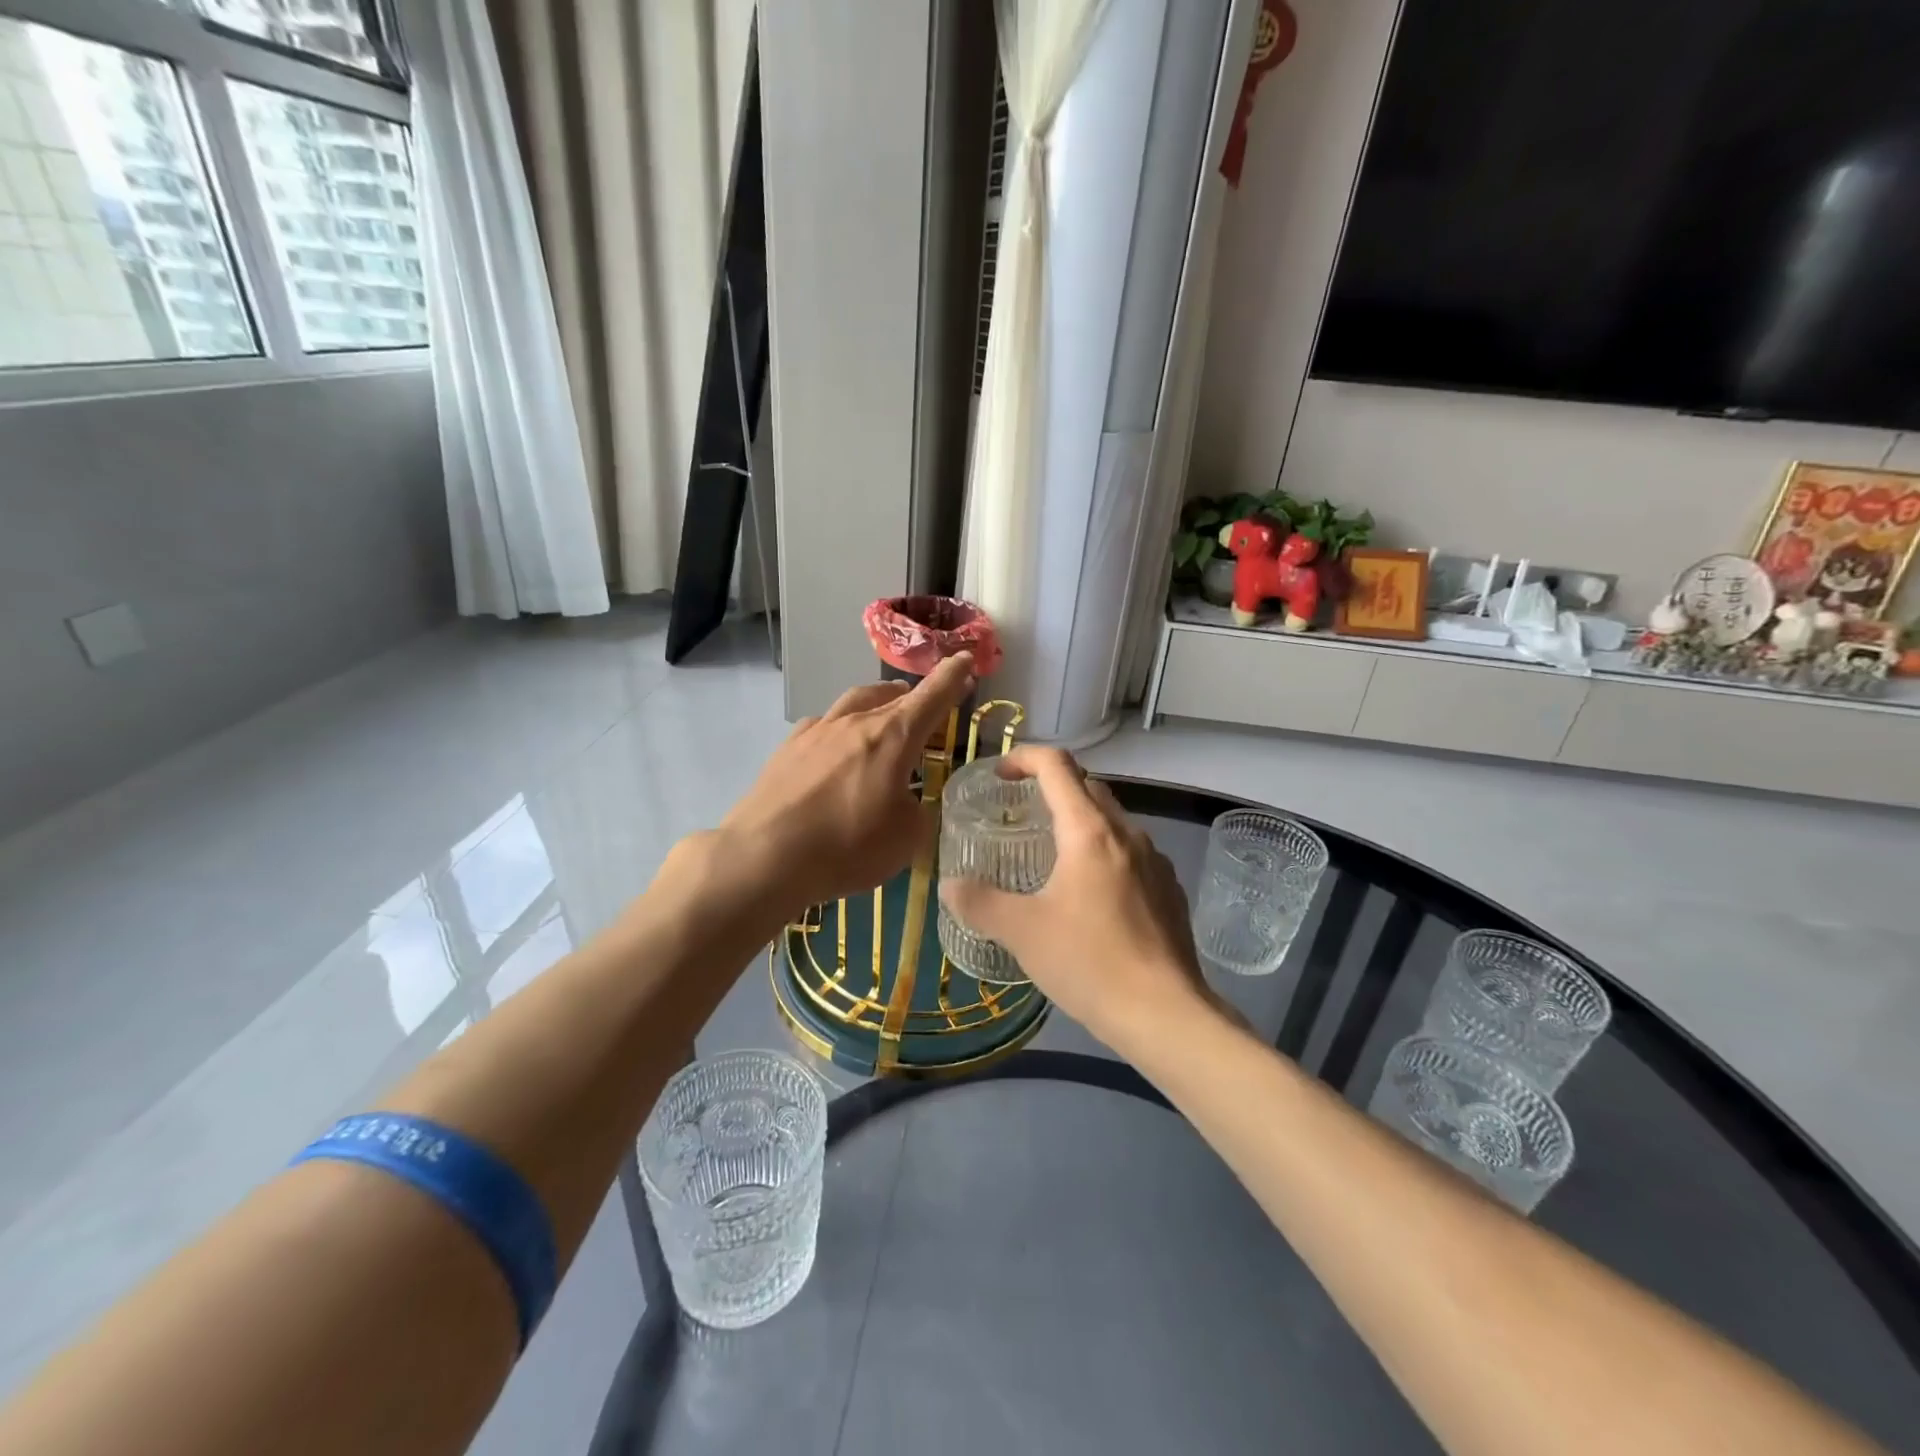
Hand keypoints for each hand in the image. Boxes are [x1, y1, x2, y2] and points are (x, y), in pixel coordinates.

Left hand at [715, 654, 975, 919]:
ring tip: (884, 713)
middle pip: (893, 696)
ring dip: (877, 703)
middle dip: (916, 696)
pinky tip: (836, 745)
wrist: (765, 856)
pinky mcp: (787, 749)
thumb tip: (908, 802)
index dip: (953, 676)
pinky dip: (840, 727)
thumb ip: (918, 812)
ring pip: (855, 702)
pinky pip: (823, 725)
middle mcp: (855, 722)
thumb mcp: (906, 838)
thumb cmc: (848, 845)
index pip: (932, 696)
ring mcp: (817, 732)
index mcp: (893, 736)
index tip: (966, 658)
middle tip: (928, 705)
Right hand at [938, 747, 1223, 1052]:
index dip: (1025, 758)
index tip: (1000, 774)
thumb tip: (949, 885)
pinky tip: (1092, 897)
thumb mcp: (1022, 932)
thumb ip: (979, 902)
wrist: (1166, 1015)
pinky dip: (1104, 854)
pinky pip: (1132, 854)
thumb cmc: (1089, 963)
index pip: (1057, 766)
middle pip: (1088, 787)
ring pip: (1113, 821)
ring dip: (1081, 823)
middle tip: (1021, 814)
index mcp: (1089, 831)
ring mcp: (1155, 862)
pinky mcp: (1169, 891)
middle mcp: (1127, 834)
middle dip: (1052, 789)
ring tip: (1053, 857)